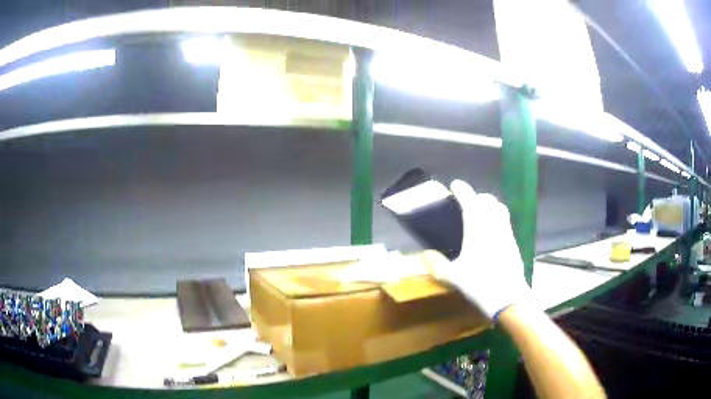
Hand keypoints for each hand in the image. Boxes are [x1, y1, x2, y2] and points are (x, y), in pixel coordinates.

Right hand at [434, 180, 530, 319]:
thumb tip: (428, 257)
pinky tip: (491, 234)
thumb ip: (439, 266)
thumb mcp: (454, 277)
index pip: (470, 201)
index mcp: (477, 229)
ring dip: (490, 206)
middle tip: (468, 203)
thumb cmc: (480, 284)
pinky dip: (497, 219)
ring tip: (481, 214)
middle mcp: (494, 226)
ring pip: (500, 209)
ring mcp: (506, 233)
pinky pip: (505, 223)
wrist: (508, 298)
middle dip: (477, 197)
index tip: (455, 185)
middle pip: (488, 201)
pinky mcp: (514, 243)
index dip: (462, 190)